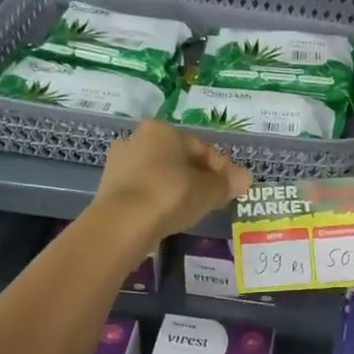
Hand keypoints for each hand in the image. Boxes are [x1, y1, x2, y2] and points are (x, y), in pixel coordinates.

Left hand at [93, 120, 251, 247]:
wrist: (122, 223)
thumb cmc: (170, 195)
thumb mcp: (208, 190)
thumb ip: (227, 183)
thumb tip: (245, 179)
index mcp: (162, 130)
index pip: (200, 148)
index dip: (221, 169)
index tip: (232, 188)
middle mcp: (137, 138)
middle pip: (178, 160)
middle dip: (197, 177)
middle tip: (214, 200)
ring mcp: (119, 163)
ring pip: (159, 174)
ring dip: (176, 188)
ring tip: (192, 210)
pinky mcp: (108, 187)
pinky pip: (143, 190)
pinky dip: (157, 199)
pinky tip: (167, 216)